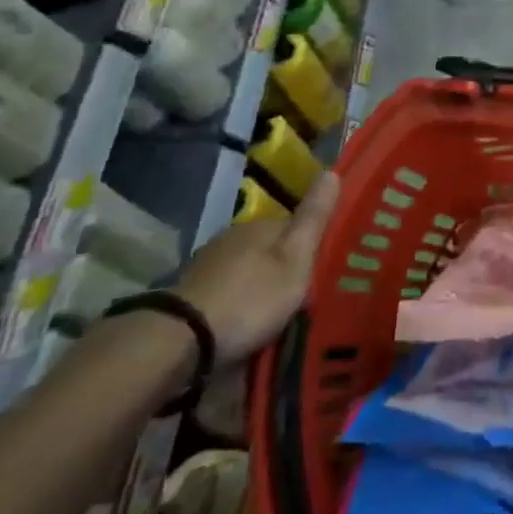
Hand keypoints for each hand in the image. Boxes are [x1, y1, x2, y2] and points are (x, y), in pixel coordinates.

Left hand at [172, 172, 339, 365]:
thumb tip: (332, 172)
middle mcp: (233, 236)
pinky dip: (236, 301)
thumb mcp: (296, 259)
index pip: (295, 225)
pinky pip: (225, 290)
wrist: (181, 341)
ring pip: (246, 268)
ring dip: (257, 285)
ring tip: (272, 314)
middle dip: (282, 267)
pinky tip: (241, 322)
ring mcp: (207, 264)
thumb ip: (313, 219)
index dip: (309, 246)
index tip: (320, 270)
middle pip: (269, 248)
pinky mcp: (189, 294)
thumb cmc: (250, 298)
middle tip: (299, 297)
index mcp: (262, 224)